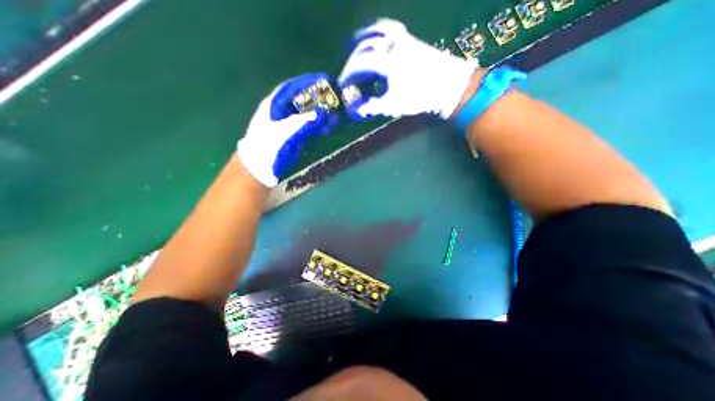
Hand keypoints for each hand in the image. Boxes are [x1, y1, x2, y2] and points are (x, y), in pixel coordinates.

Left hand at [236, 73, 335, 188]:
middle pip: (302, 98)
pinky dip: (318, 124)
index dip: (310, 81)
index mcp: (274, 104)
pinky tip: (327, 128)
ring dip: (321, 112)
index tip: (328, 80)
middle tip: (336, 100)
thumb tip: (323, 112)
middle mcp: (280, 110)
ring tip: (335, 116)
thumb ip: (304, 123)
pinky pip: (307, 124)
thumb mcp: (286, 134)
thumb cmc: (269, 149)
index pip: (293, 86)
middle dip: (319, 98)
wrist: (259, 169)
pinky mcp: (292, 134)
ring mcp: (286, 123)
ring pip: (306, 111)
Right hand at [337, 19, 479, 117]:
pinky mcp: (410, 39)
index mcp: (387, 62)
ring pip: (376, 32)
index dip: (348, 74)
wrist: (447, 85)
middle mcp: (392, 46)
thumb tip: (358, 110)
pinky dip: (378, 30)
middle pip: (365, 47)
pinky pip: (390, 28)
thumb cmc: (420, 96)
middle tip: (349, 73)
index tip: (342, 84)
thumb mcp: (394, 104)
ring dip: (362, 38)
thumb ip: (373, 106)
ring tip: (354, 46)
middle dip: (353, 60)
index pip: (360, 64)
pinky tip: (376, 36)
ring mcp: (402, 39)